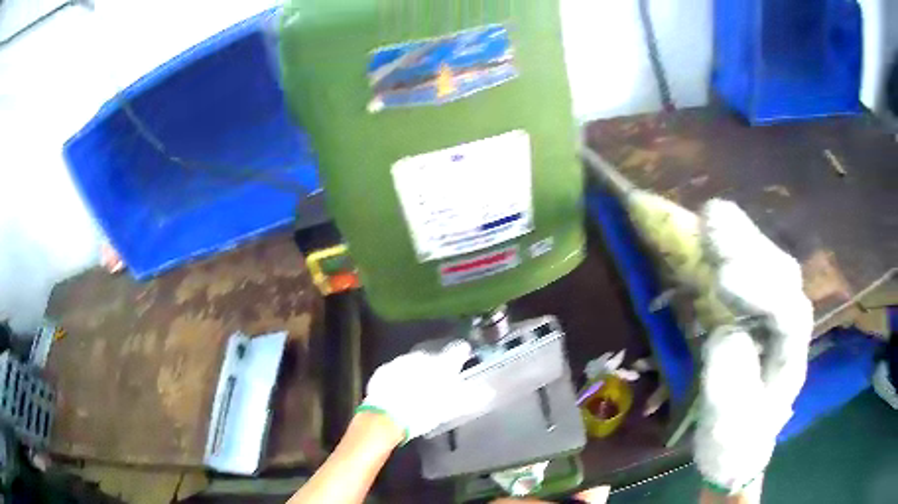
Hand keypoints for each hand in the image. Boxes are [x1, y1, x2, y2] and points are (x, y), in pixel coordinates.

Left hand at [359, 340, 481, 441]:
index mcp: (441, 363)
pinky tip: (400, 391)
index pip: (458, 350)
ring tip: (419, 388)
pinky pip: (397, 370)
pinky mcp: (384, 370)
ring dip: (418, 371)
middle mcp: (421, 356)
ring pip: (414, 363)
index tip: (465, 355)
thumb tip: (489, 392)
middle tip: (439, 381)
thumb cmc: (423, 411)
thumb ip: (471, 398)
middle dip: (437, 366)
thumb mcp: (451, 408)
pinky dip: (401, 377)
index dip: (462, 353)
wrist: (385, 416)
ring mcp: (400, 361)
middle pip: (434, 357)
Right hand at [694, 200, 813, 494]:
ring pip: (770, 265)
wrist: (741, 446)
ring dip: (742, 238)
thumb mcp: (727, 430)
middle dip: (749, 247)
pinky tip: (713, 234)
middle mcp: (791, 326)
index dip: (759, 290)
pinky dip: (734, 248)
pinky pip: (754, 270)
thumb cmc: (735, 442)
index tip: (721, 279)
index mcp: (791, 357)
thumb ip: (730, 389)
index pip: (787, 312)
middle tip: (711, 222)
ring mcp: (778, 314)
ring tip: (710, 216)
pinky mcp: (759, 310)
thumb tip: (725, 335)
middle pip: (782, 275)